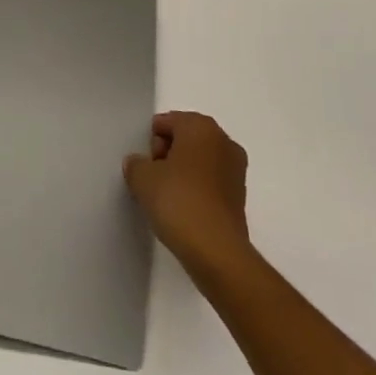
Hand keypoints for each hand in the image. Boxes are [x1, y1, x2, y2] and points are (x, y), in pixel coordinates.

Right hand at [123, 111, 251, 269]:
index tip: (145, 165)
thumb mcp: (142, 178)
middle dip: (167, 153)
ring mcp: (236, 169)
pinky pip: (210, 181)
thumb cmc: (178, 202)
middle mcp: (223, 141)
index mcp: (201, 127)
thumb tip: (139, 164)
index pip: (167, 122)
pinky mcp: (240, 197)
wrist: (217, 252)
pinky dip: (196, 189)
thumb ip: (135, 164)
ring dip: (182, 172)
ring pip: (199, 160)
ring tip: (166, 197)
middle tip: (153, 179)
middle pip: (185, 138)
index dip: (151, 141)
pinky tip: (183, 209)